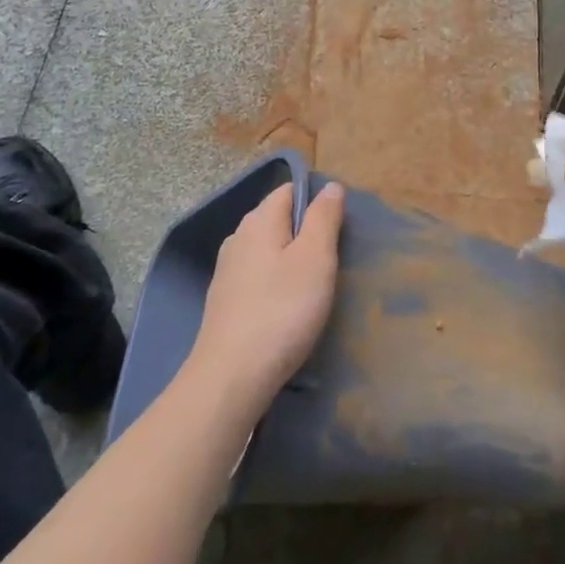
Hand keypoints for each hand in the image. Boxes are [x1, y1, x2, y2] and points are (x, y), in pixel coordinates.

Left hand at [191, 181, 344, 405]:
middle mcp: (238, 238)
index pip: (290, 190)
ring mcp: (227, 271)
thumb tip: (330, 186)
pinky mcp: (224, 302)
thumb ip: (324, 217)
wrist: (232, 377)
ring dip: (292, 262)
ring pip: (268, 251)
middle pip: (278, 220)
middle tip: (333, 261)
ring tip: (315, 288)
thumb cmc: (282, 310)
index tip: (339, 230)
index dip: (317, 201)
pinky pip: (258, 278)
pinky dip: (276, 285)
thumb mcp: (315, 258)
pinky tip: (288, 309)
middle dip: (306, 233)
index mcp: (259, 220)